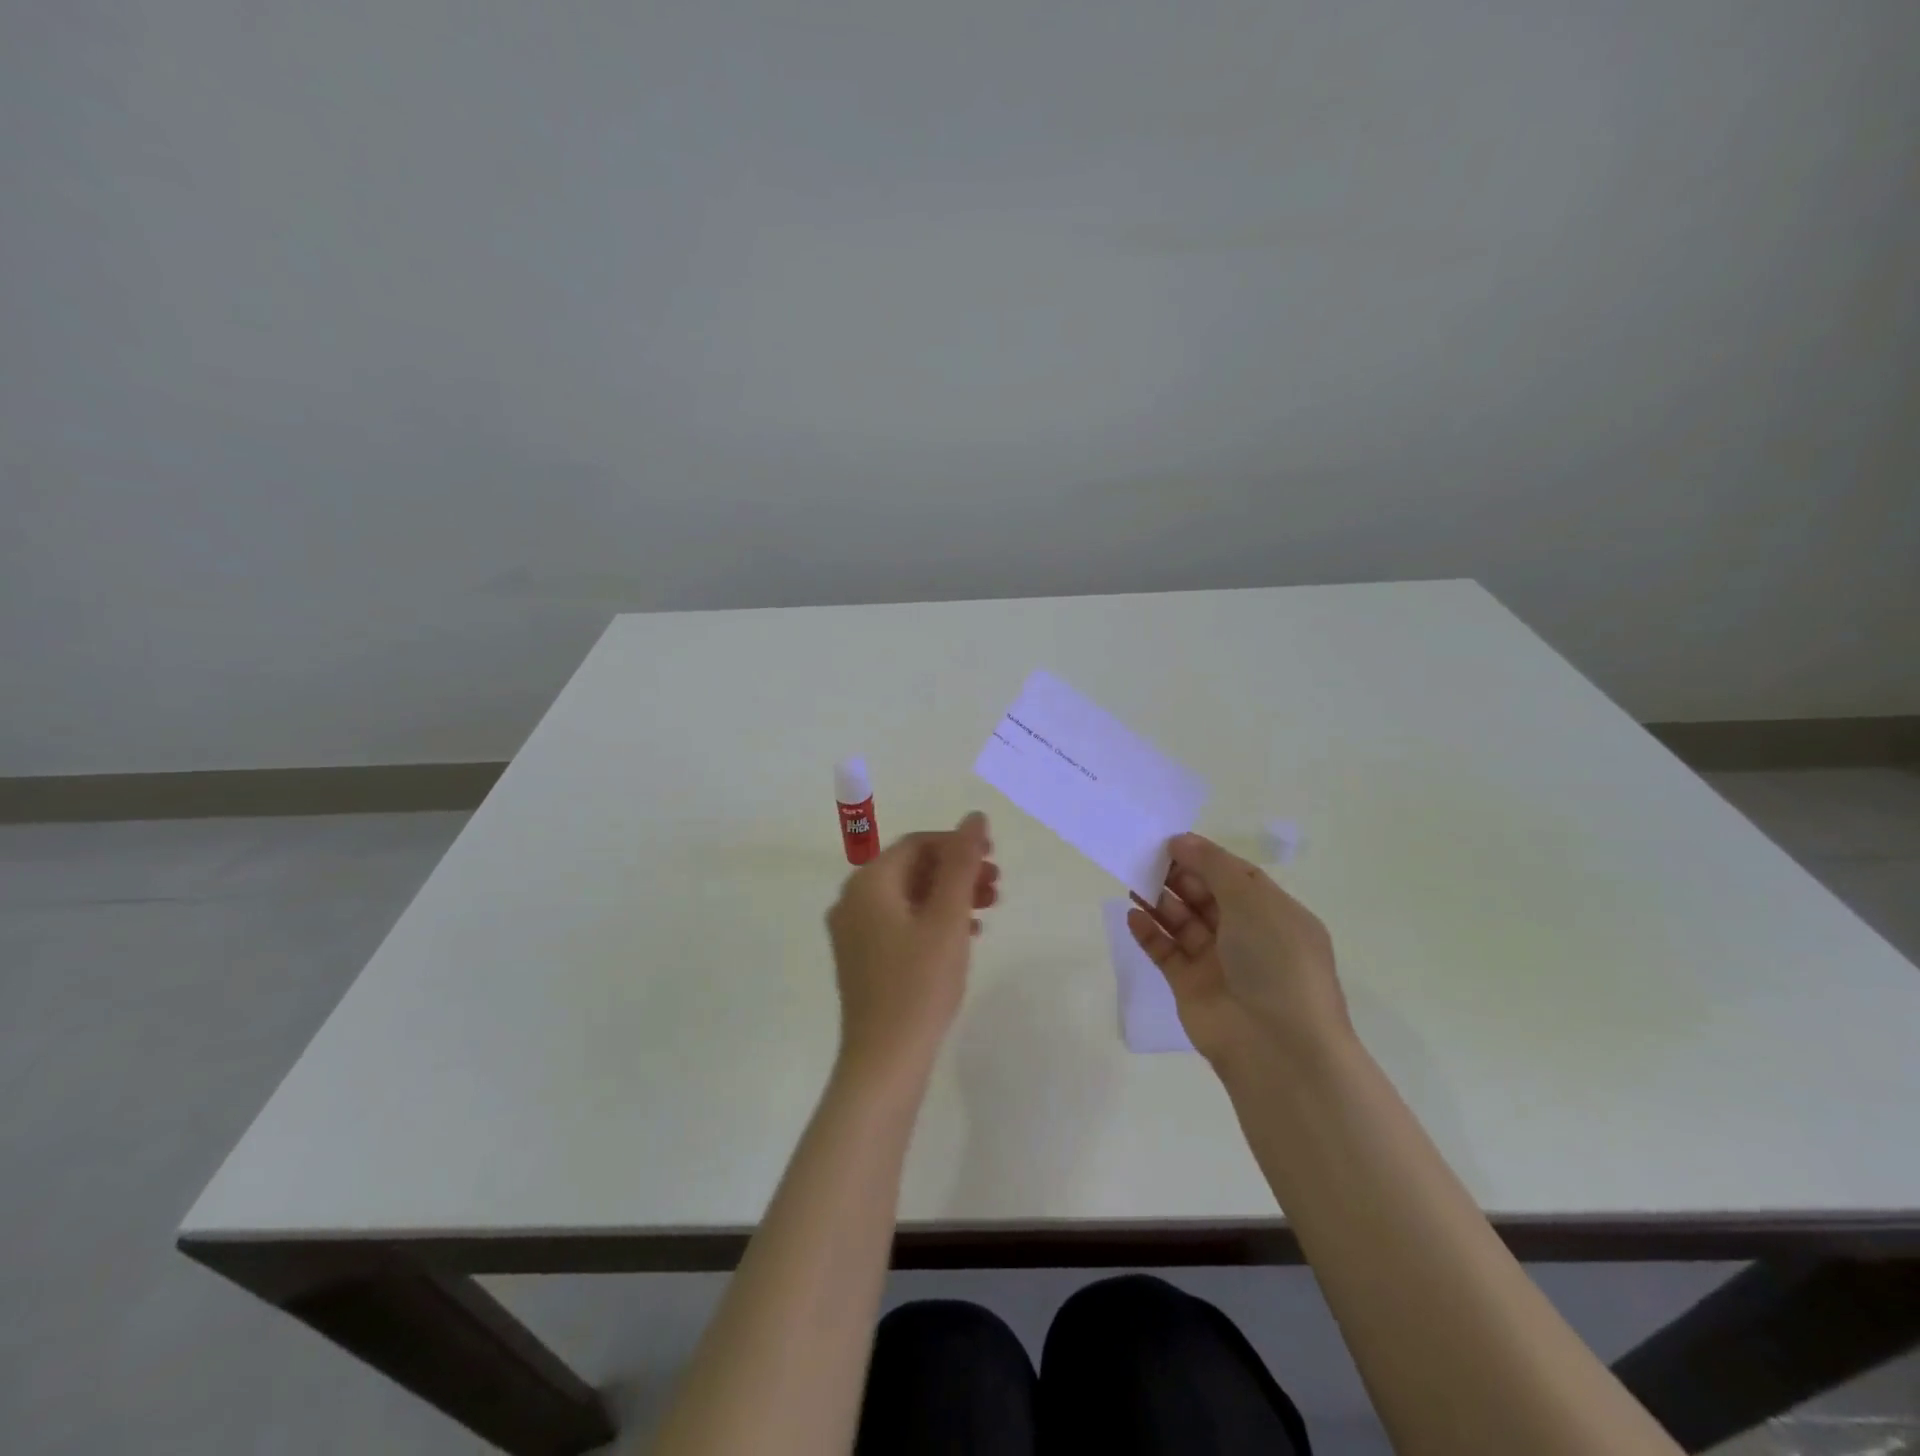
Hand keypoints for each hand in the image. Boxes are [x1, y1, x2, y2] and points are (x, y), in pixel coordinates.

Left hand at [826, 812, 997, 1085]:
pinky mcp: (862, 960)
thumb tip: (974, 817)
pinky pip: (900, 924)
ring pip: (908, 898)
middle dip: (956, 872)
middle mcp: (853, 901)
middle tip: (996, 886)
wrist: (885, 1062)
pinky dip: (932, 921)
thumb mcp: (947, 918)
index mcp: (868, 884)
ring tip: (987, 910)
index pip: (917, 844)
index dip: (957, 844)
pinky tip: (963, 937)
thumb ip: (962, 863)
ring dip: (948, 897)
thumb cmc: (919, 984)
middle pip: (911, 869)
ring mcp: (854, 933)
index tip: (994, 856)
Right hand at [1128, 833, 1347, 1072]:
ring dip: (1160, 901)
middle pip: (1206, 897)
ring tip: (1133, 882)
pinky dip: (1149, 933)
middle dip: (1178, 877)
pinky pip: (1166, 952)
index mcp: (1274, 915)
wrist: (1277, 1046)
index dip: (1205, 858)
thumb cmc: (1275, 961)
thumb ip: (1213, 866)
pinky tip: (1133, 916)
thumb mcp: (1252, 900)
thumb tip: (1181, 840)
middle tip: (1146, 859)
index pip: (1236, 877)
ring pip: (1183, 922)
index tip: (1170, 843)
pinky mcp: (1190, 986)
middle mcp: (1248, 937)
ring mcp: (1218, 963)